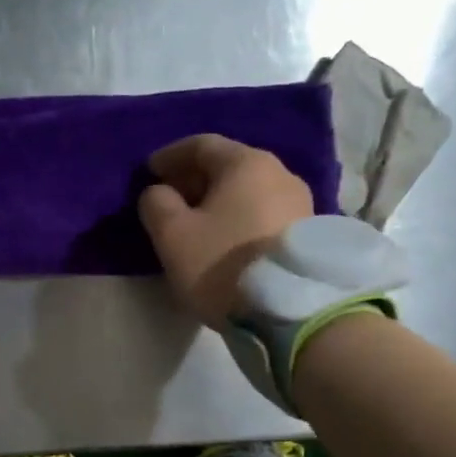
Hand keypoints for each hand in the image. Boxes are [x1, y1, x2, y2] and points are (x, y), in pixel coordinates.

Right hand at [137, 135, 311, 325]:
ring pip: (247, 191)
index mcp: (245, 163)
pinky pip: (262, 212)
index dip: (170, 156)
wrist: (289, 311)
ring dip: (218, 201)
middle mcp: (280, 172)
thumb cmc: (222, 263)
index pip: (201, 145)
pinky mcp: (308, 233)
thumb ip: (156, 204)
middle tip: (168, 198)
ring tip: (195, 223)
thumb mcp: (172, 235)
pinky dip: (238, 217)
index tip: (148, 172)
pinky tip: (224, 238)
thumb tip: (159, 192)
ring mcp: (300, 202)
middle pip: (228, 166)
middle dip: (194, 179)